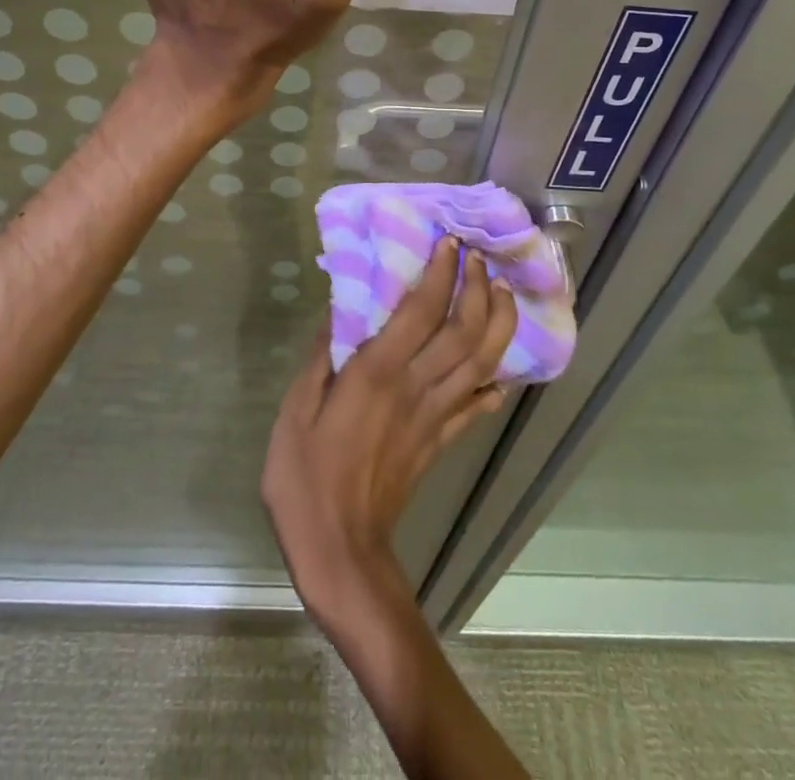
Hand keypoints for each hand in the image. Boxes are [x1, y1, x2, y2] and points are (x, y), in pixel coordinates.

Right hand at [261, 239, 517, 631]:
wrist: (339, 551)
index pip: (422, 310)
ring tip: (499, 292)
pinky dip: (494, 382)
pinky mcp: (441, 441)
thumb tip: (337, 312)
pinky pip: (477, 406)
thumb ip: (320, 358)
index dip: (440, 273)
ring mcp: (435, 416)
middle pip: (464, 330)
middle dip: (477, 288)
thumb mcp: (294, 411)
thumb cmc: (305, 478)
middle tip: (478, 258)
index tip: (448, 243)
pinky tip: (499, 368)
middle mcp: (416, 387)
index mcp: (378, 373)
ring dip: (497, 323)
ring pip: (481, 362)